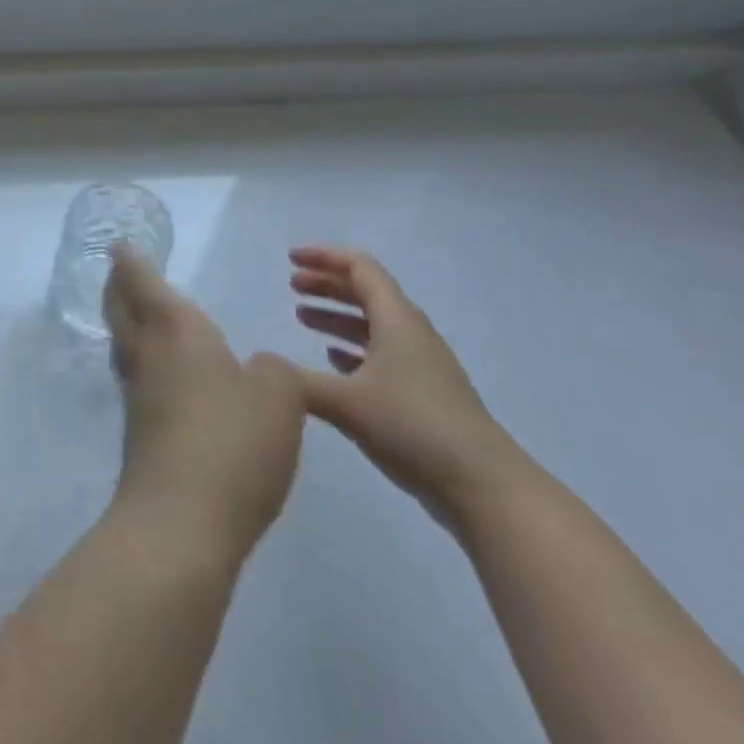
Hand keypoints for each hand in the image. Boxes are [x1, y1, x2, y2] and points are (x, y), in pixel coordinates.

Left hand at [104, 247, 305, 568]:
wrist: (182, 523)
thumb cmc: (232, 441)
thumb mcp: (279, 396)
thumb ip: (272, 371)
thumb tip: (254, 370)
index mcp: (175, 329)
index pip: (142, 281)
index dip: (130, 260)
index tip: (118, 244)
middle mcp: (148, 355)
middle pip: (121, 309)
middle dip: (118, 287)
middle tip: (121, 272)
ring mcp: (138, 397)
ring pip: (125, 345)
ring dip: (127, 324)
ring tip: (141, 316)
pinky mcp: (140, 435)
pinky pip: (138, 381)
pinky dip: (145, 364)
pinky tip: (166, 377)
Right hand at [289, 247, 514, 524]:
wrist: (484, 486)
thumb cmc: (414, 428)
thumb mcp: (347, 403)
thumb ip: (298, 382)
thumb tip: (260, 366)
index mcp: (397, 320)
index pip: (360, 268)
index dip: (324, 257)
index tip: (290, 259)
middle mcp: (410, 333)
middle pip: (366, 292)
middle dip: (327, 283)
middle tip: (291, 285)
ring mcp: (420, 365)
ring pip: (372, 324)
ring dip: (337, 316)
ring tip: (302, 318)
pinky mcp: (423, 395)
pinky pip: (380, 354)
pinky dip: (352, 348)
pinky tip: (333, 360)